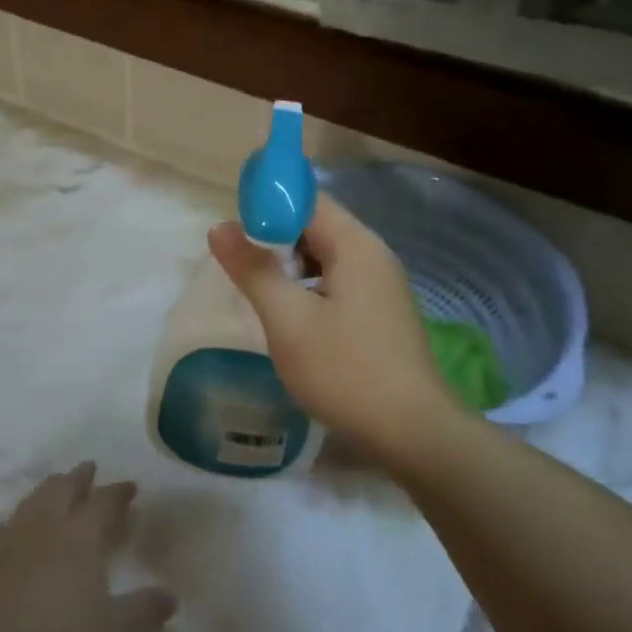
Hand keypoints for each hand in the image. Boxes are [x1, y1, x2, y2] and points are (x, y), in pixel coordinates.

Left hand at [0, 463, 176, 631]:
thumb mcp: (111, 631)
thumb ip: (143, 612)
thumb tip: (172, 598)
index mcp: (80, 535)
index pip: (104, 501)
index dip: (118, 492)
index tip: (130, 487)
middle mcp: (47, 525)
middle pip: (64, 487)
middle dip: (80, 477)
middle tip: (89, 469)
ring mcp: (13, 537)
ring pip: (34, 498)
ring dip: (49, 487)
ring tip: (56, 484)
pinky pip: (7, 523)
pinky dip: (19, 516)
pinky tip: (17, 523)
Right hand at [208, 197, 460, 463]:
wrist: (412, 432)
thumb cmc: (345, 370)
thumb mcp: (288, 319)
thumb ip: (253, 270)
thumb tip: (219, 227)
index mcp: (355, 245)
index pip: (307, 199)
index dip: (268, 203)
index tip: (233, 226)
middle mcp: (374, 255)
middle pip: (317, 225)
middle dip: (275, 236)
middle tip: (238, 261)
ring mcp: (382, 285)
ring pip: (326, 256)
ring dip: (290, 264)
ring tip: (258, 288)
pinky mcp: (381, 312)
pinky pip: (338, 282)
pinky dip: (309, 286)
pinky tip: (290, 314)